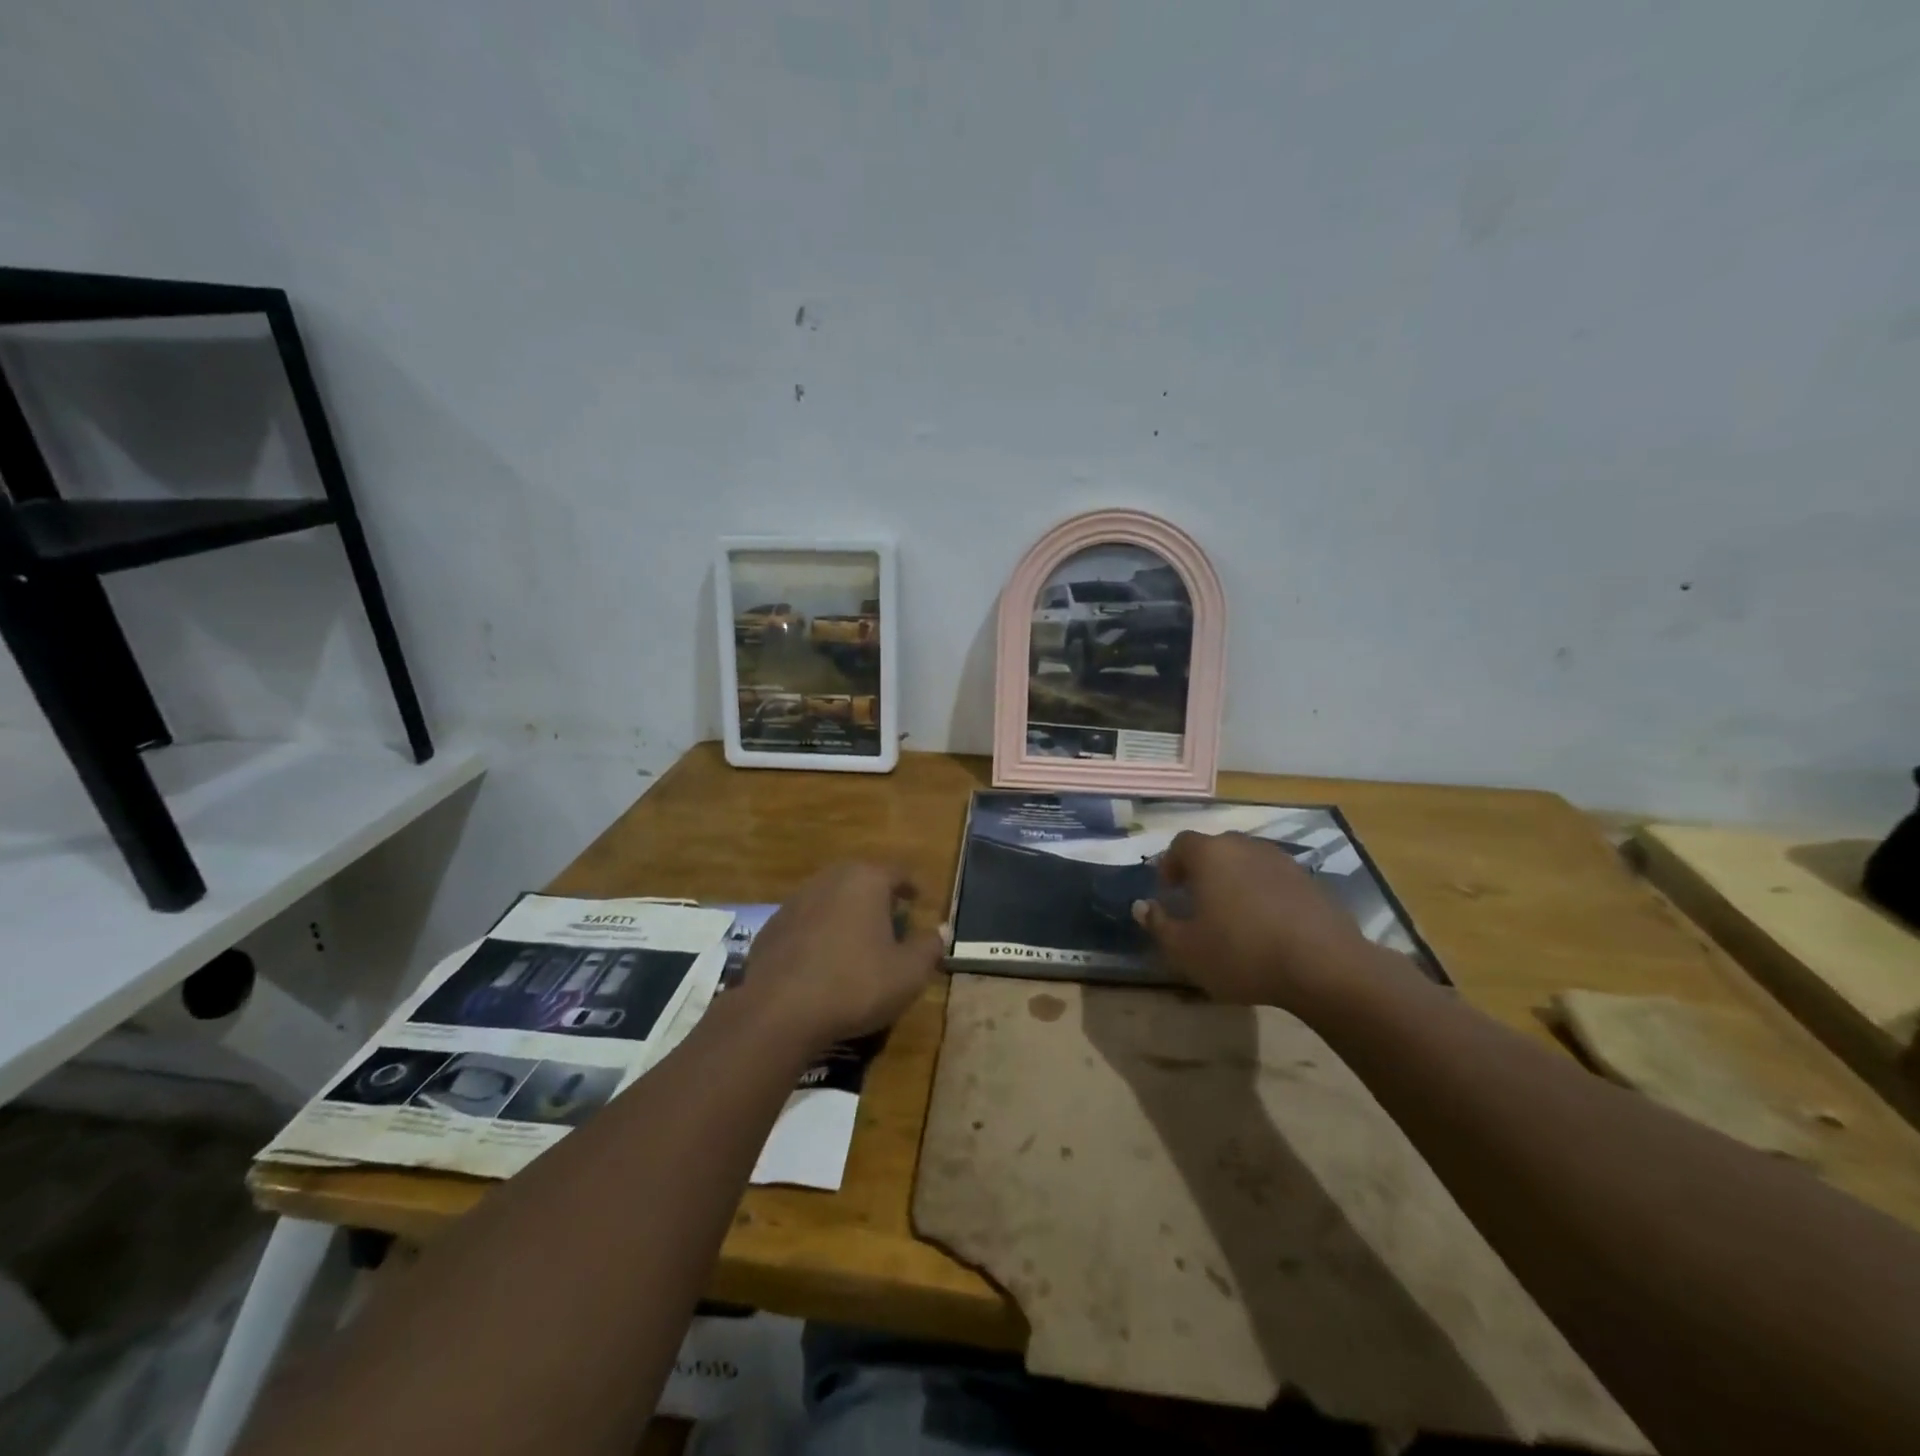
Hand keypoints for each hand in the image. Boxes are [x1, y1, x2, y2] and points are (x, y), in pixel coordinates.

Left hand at [739, 862, 941, 1052]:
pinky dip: (820, 933)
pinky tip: (823, 960)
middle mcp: (829, 879)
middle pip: (861, 880)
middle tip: (891, 919)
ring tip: (858, 940)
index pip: (897, 873)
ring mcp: (795, 901)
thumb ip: (929, 947)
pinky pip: (806, 922)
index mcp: (866, 880)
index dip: (911, 887)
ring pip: (831, 899)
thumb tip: (940, 930)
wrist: (779, 1011)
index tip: (919, 900)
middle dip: (877, 897)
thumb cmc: (855, 984)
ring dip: (846, 914)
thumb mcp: (908, 973)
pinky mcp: (771, 927)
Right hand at [1131, 831, 1391, 1013]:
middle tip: (1196, 899)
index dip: (1170, 864)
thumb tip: (1141, 906)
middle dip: (1202, 869)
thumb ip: (1158, 924)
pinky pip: (1273, 878)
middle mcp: (1244, 846)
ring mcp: (1281, 860)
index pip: (1180, 844)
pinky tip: (1266, 924)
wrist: (1324, 966)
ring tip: (1232, 913)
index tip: (1168, 890)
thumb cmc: (1241, 953)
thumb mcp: (1186, 949)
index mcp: (1209, 854)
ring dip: (1234, 880)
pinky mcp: (1309, 880)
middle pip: (1215, 848)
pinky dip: (1263, 892)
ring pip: (1246, 862)